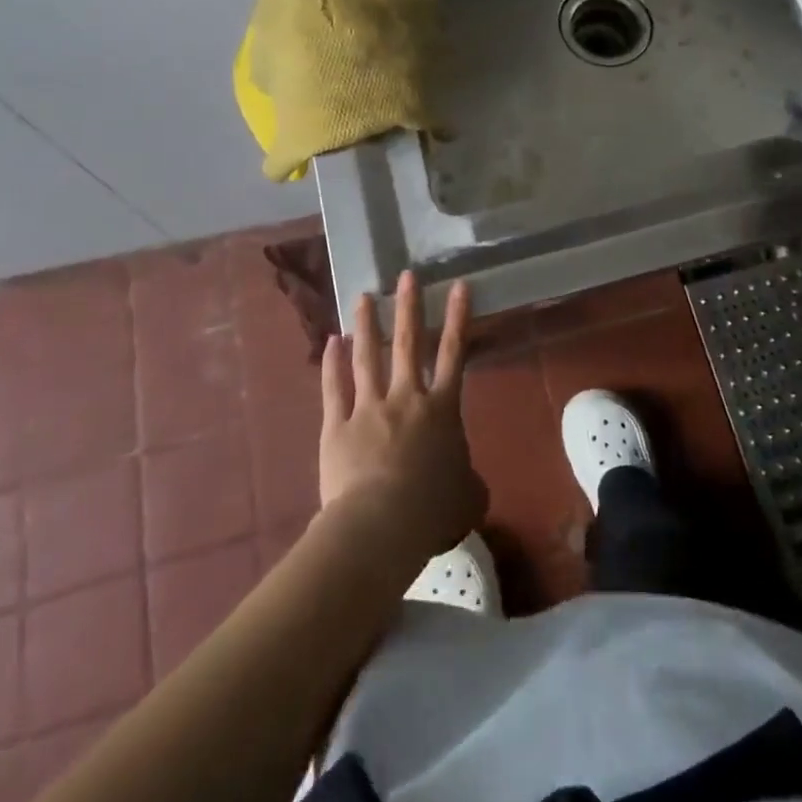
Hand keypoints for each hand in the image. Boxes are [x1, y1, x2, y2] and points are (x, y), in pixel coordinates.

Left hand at [318, 272, 485, 565]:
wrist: (381, 526)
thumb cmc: (432, 512)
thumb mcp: (469, 498)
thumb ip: (470, 481)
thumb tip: (469, 483)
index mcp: (442, 410)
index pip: (454, 353)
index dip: (458, 317)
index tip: (457, 285)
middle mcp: (407, 398)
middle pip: (409, 343)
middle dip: (409, 306)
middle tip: (405, 275)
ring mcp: (369, 408)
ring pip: (368, 357)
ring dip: (368, 325)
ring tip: (364, 297)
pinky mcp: (337, 426)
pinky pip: (334, 388)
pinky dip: (332, 363)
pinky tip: (332, 340)